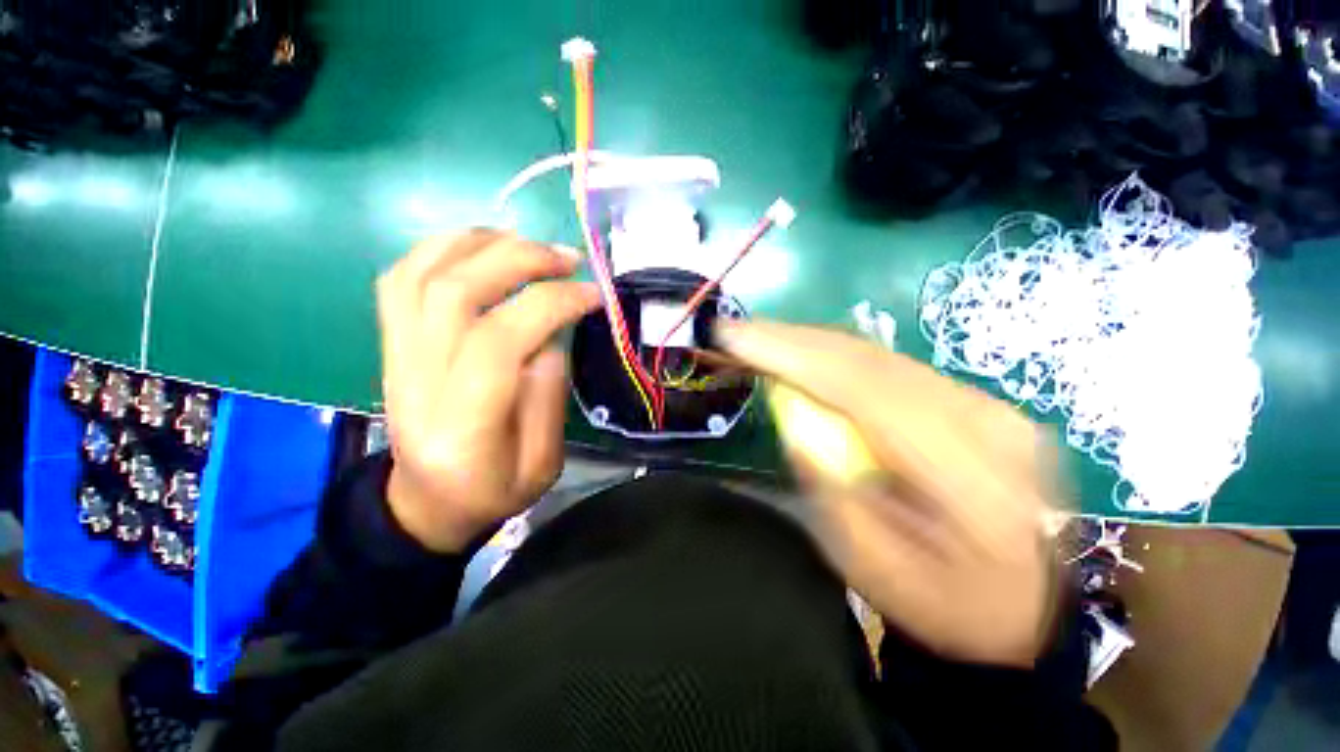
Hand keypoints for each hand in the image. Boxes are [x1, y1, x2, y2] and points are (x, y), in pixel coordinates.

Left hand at [376, 229, 599, 552]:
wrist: (425, 501)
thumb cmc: (491, 491)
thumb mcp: (541, 466)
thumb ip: (547, 399)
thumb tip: (552, 337)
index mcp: (461, 425)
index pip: (498, 340)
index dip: (551, 304)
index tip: (593, 294)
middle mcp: (416, 380)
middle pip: (454, 292)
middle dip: (520, 260)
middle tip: (568, 258)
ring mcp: (395, 355)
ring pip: (421, 273)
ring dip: (481, 244)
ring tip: (530, 243)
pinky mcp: (392, 343)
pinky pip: (401, 278)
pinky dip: (442, 248)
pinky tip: (483, 247)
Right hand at [720, 321, 1061, 666]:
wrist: (1031, 606)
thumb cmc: (948, 603)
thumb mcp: (874, 566)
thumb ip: (832, 489)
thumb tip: (794, 419)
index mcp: (967, 472)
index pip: (860, 387)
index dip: (790, 354)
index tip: (735, 336)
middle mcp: (981, 418)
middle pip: (865, 359)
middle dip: (790, 338)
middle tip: (735, 329)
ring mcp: (983, 402)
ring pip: (875, 355)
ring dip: (808, 343)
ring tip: (758, 338)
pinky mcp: (971, 399)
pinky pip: (887, 365)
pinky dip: (835, 356)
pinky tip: (803, 355)